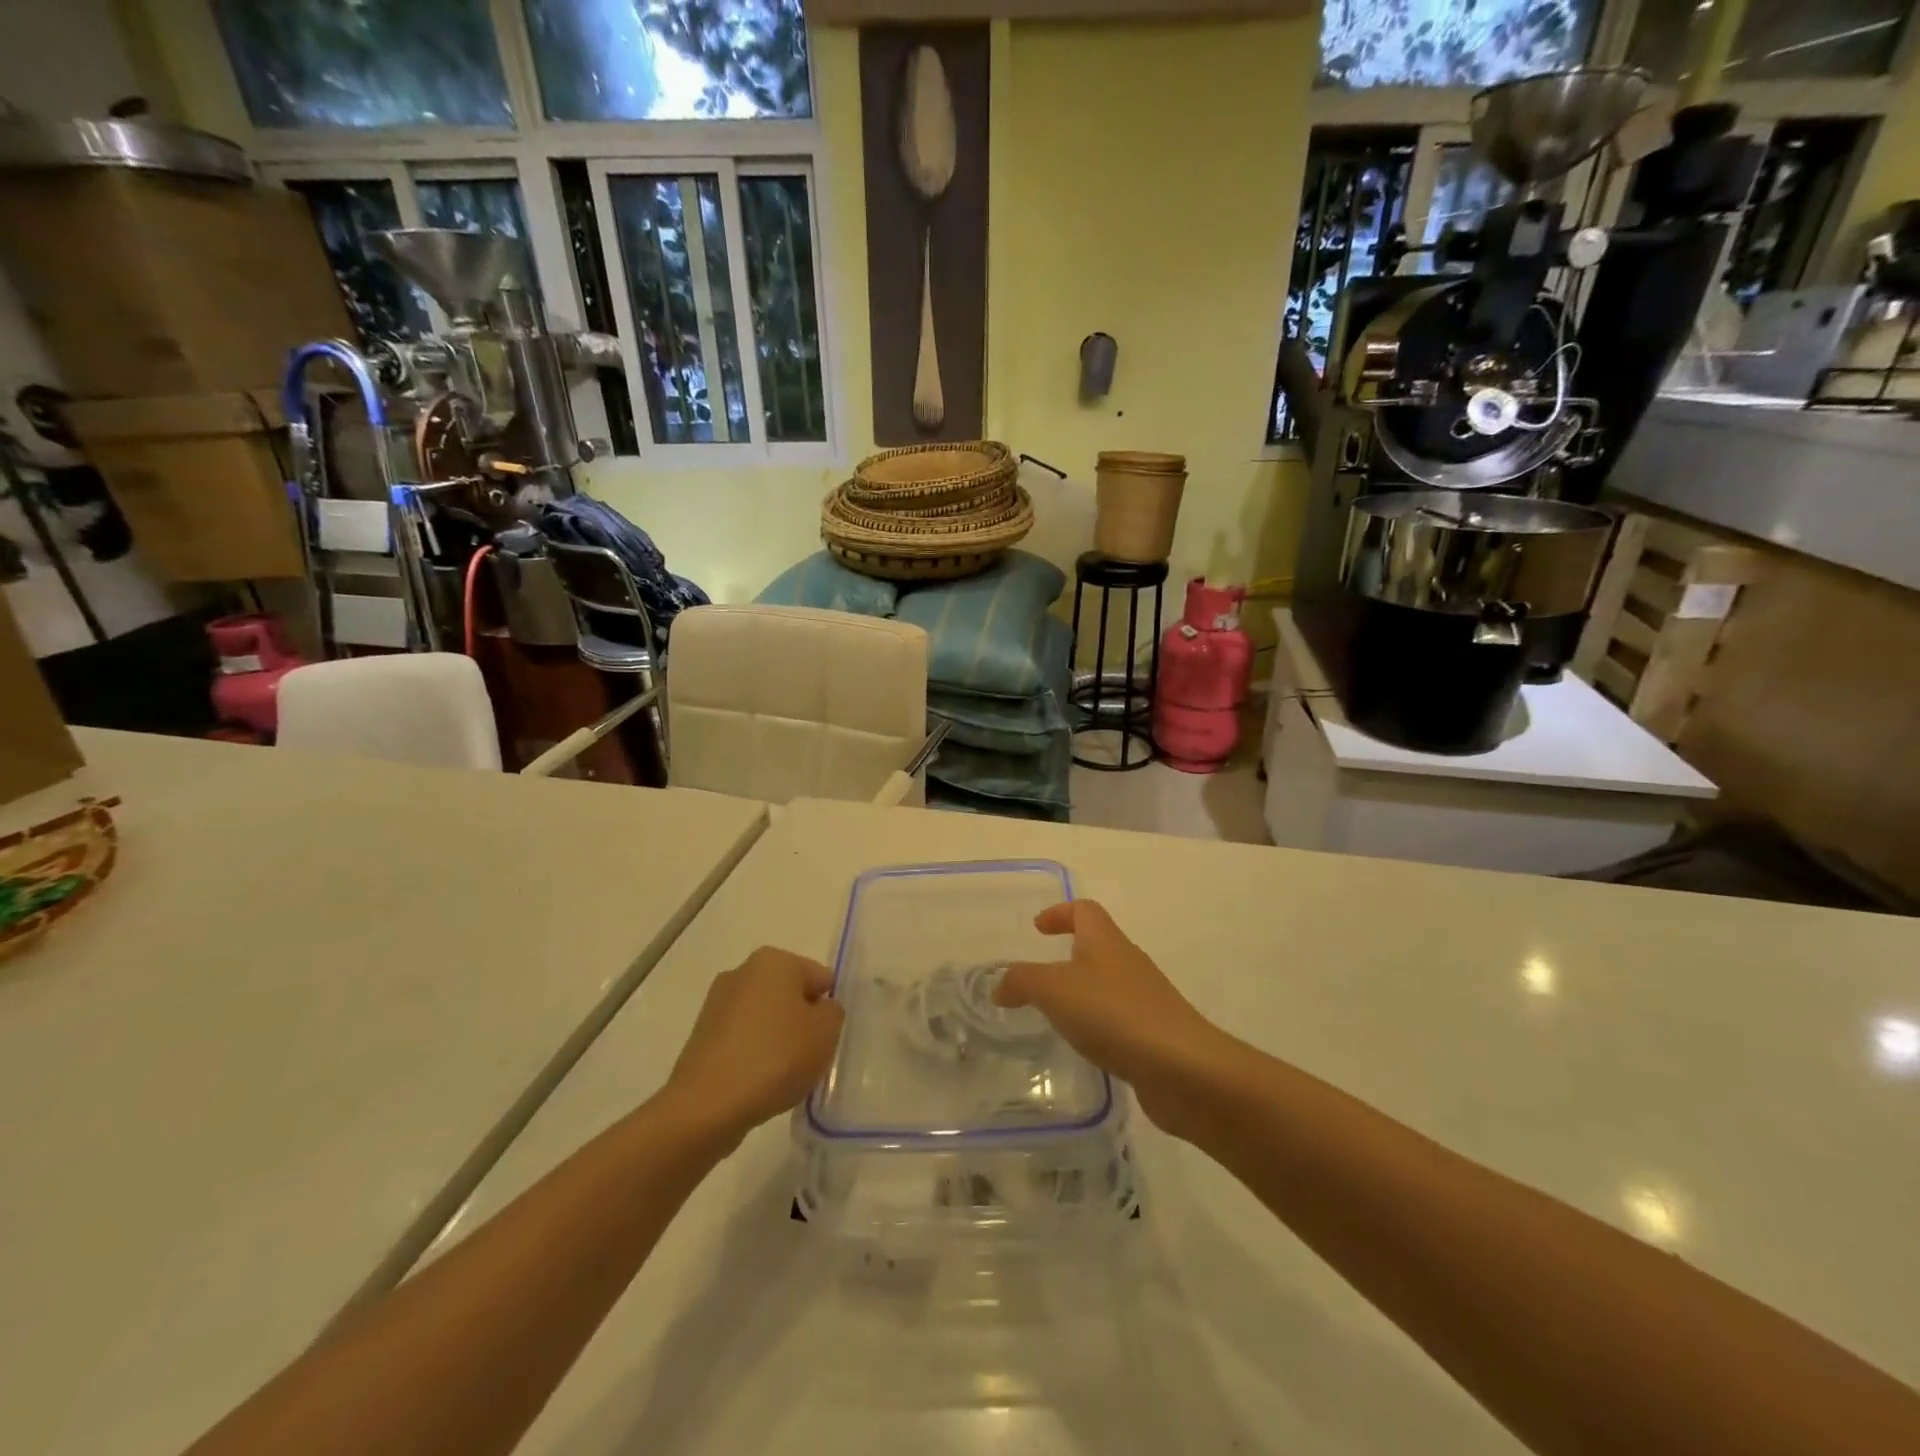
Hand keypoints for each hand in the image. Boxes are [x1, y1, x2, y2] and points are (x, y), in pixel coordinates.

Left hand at [664, 948, 843, 1145]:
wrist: (707, 1106)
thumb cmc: (775, 1057)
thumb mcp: (826, 1032)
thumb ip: (832, 1012)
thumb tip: (818, 1010)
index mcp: (775, 960)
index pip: (821, 978)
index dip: (829, 1010)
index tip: (827, 1039)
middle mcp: (743, 971)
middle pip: (791, 995)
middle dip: (803, 1022)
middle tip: (809, 1057)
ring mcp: (718, 1003)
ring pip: (766, 1018)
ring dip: (778, 1040)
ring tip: (782, 1076)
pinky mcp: (702, 1035)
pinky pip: (743, 1040)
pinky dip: (754, 1055)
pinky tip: (758, 1083)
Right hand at [993, 901, 1227, 1137]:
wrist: (1182, 1068)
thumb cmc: (1114, 1013)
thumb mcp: (1054, 990)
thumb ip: (1022, 981)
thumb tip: (1001, 985)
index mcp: (1106, 941)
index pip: (1084, 910)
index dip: (1060, 913)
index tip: (1038, 928)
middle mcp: (1128, 963)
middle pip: (1097, 946)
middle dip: (1068, 956)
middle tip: (1038, 980)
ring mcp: (1145, 999)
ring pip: (1107, 985)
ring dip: (1082, 994)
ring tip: (1055, 1017)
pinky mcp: (1154, 1034)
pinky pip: (1119, 1019)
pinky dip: (1098, 1026)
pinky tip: (1086, 1048)